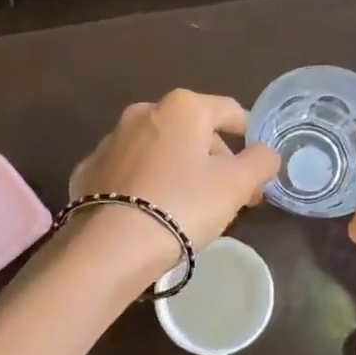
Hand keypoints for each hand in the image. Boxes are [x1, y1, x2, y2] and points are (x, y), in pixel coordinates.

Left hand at [64, 89, 279, 281]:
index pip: (229, 111)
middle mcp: (143, 113)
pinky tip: (154, 212)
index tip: (259, 168)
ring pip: (161, 151)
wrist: (112, 246)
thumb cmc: (183, 205)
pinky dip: (147, 185)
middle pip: (193, 132)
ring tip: (192, 209)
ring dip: (181, 171)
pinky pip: (131, 173)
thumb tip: (265, 153)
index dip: (250, 136)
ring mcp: (111, 141)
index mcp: (182, 108)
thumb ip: (260, 161)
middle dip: (216, 161)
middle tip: (231, 198)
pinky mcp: (89, 171)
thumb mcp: (236, 185)